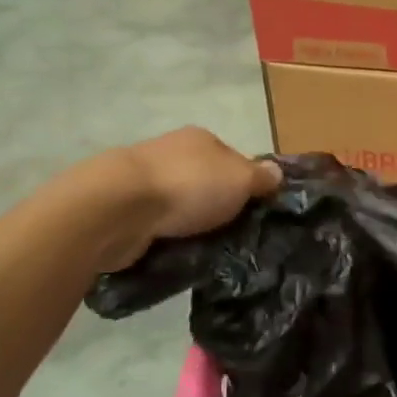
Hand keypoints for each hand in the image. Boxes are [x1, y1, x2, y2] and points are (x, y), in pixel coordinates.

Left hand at [54, 127, 279, 273]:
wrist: (118, 208)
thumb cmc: (188, 186)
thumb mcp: (240, 179)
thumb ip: (261, 178)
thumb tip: (277, 173)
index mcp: (201, 140)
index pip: (235, 161)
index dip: (249, 186)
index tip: (258, 214)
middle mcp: (173, 155)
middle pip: (208, 183)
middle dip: (220, 208)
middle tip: (239, 238)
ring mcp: (147, 182)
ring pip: (182, 207)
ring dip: (193, 226)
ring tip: (211, 253)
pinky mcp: (127, 211)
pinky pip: (160, 227)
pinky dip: (170, 239)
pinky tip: (180, 256)